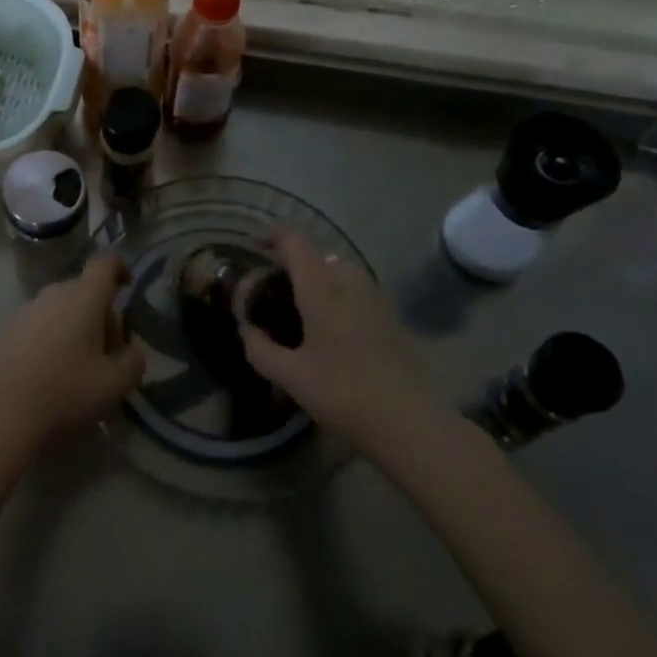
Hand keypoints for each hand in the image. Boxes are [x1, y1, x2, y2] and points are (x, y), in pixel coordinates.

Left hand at [0, 254, 146, 451]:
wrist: (3, 414)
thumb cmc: (66, 393)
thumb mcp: (115, 385)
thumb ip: (133, 361)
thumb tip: (132, 349)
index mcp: (83, 298)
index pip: (106, 262)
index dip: (121, 268)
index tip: (128, 288)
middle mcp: (53, 293)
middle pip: (83, 290)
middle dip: (99, 313)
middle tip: (106, 350)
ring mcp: (24, 309)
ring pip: (58, 308)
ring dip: (72, 326)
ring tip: (75, 365)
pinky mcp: (4, 329)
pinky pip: (35, 324)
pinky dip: (47, 338)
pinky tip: (45, 372)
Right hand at [238, 230, 433, 447]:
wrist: (410, 420)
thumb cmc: (343, 392)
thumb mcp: (291, 376)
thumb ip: (261, 349)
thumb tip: (247, 330)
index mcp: (321, 286)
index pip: (293, 241)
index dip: (271, 236)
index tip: (253, 247)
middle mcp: (348, 280)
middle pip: (316, 253)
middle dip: (291, 261)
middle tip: (271, 286)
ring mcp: (374, 295)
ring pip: (338, 270)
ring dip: (315, 276)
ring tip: (298, 305)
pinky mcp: (389, 314)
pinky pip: (354, 288)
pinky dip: (335, 292)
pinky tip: (329, 325)